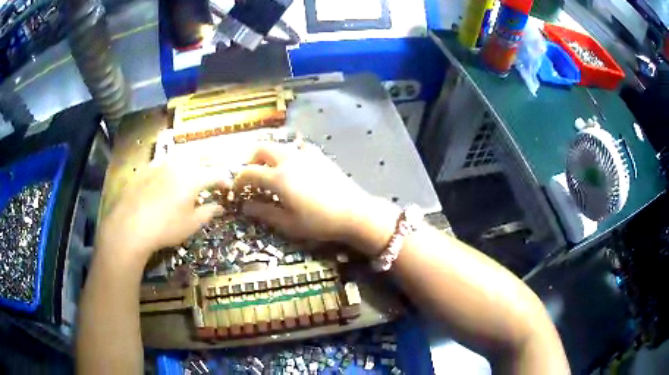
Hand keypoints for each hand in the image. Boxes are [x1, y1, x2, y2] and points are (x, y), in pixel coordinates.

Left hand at [96, 158, 228, 263]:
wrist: (131, 225)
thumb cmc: (166, 227)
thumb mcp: (191, 224)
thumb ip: (208, 212)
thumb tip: (219, 207)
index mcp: (194, 177)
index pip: (216, 173)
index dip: (225, 179)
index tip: (227, 187)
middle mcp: (179, 164)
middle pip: (201, 155)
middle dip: (212, 160)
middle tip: (216, 169)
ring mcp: (161, 163)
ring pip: (182, 153)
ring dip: (193, 157)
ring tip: (195, 165)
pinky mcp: (147, 167)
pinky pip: (165, 159)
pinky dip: (174, 162)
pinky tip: (170, 173)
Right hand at [236, 142, 398, 254]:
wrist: (354, 212)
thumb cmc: (320, 222)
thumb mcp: (288, 223)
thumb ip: (264, 212)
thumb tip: (245, 206)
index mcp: (279, 178)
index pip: (249, 172)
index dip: (238, 180)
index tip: (236, 190)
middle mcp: (289, 160)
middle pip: (261, 149)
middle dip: (250, 160)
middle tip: (250, 175)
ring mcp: (306, 154)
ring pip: (279, 145)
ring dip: (268, 155)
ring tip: (269, 170)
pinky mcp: (319, 155)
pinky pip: (298, 147)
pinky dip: (289, 152)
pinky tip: (293, 165)